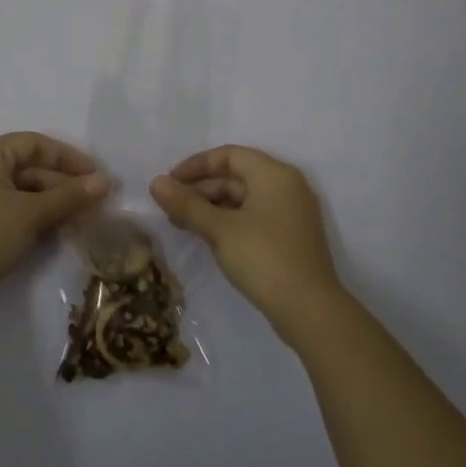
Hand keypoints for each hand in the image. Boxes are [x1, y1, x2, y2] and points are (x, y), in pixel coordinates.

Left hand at [0, 133, 108, 316]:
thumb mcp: (31, 214)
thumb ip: (69, 196)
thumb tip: (104, 182)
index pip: (35, 144)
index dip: (68, 157)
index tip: (95, 176)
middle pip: (27, 167)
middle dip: (61, 184)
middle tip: (92, 204)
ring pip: (19, 190)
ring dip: (49, 202)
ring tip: (78, 220)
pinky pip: (7, 208)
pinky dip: (31, 215)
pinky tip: (53, 231)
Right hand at [151, 145, 344, 340]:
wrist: (310, 311)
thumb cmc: (264, 258)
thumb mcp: (220, 230)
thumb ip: (187, 204)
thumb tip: (156, 183)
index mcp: (274, 174)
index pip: (229, 155)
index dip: (196, 165)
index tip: (170, 182)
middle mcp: (286, 186)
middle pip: (236, 176)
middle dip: (201, 189)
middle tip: (170, 207)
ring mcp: (291, 213)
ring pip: (244, 198)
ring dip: (211, 207)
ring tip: (182, 223)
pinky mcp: (290, 237)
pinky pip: (253, 216)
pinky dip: (228, 221)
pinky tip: (206, 235)